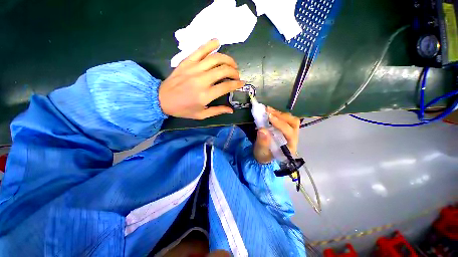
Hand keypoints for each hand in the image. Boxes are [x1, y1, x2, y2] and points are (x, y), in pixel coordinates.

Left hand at [159, 39, 243, 119]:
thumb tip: (231, 110)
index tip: (242, 83)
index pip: (227, 86)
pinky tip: (217, 42)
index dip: (237, 84)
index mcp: (205, 95)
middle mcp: (202, 80)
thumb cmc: (183, 109)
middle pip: (224, 70)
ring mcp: (194, 68)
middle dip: (234, 71)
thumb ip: (217, 111)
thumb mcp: (201, 115)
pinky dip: (210, 44)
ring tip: (232, 63)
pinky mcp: (187, 62)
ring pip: (215, 58)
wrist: (161, 99)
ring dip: (227, 59)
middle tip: (236, 74)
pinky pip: (200, 49)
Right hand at [253, 107, 300, 163]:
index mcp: (290, 146)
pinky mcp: (285, 129)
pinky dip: (277, 114)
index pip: (289, 133)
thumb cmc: (264, 155)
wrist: (264, 156)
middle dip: (281, 116)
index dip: (280, 124)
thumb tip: (262, 130)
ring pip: (291, 119)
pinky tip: (270, 112)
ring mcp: (290, 132)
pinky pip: (285, 119)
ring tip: (268, 110)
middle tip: (268, 111)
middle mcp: (293, 138)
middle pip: (293, 123)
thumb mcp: (261, 152)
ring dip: (279, 113)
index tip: (269, 117)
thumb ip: (262, 142)